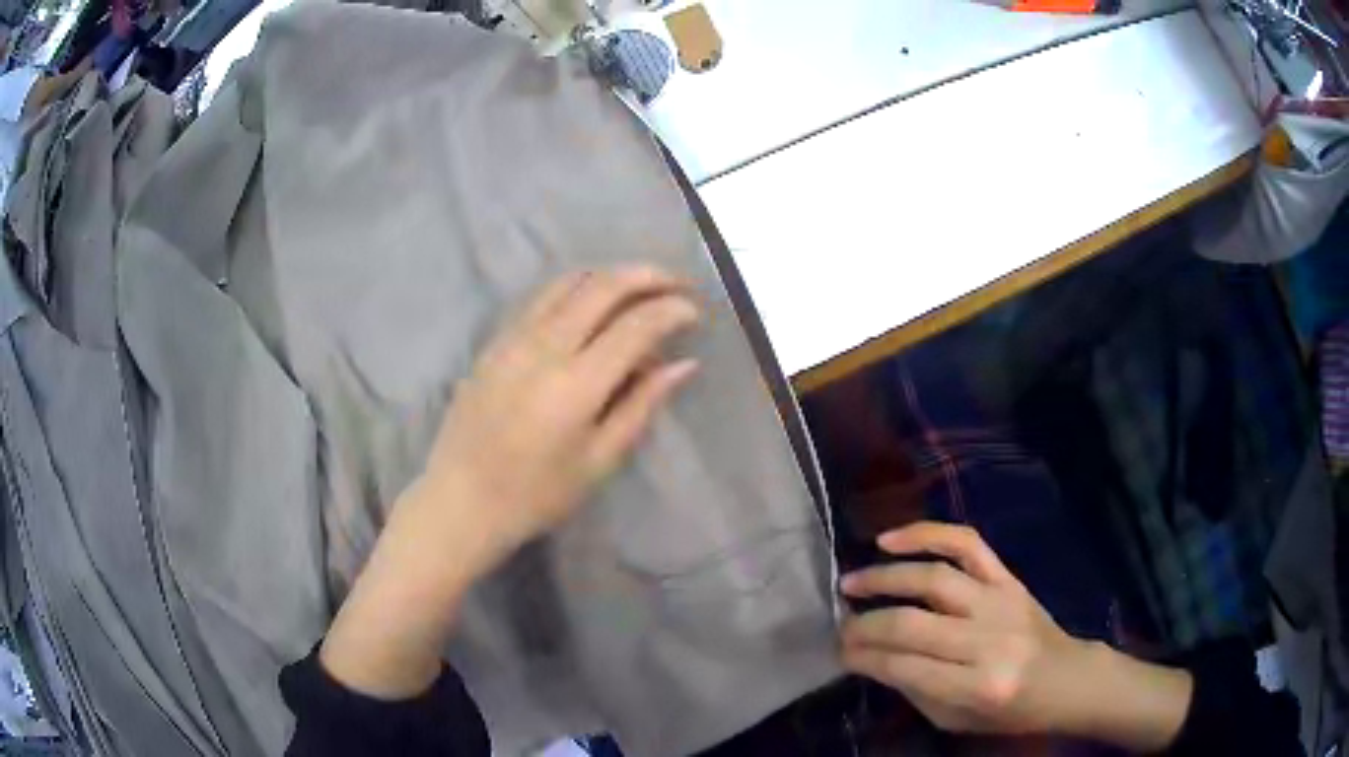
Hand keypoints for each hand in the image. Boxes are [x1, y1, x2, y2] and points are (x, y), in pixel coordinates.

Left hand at [321, 266, 699, 697]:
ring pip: (569, 281)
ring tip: (639, 288)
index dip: (672, 311)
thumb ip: (642, 405)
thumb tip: (685, 364)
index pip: (635, 325)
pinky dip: (576, 288)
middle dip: (647, 276)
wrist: (460, 501)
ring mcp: (513, 338)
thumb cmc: (535, 495)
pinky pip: (541, 297)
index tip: (695, 313)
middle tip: (676, 284)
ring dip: (610, 276)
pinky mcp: (494, 342)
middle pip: (603, 286)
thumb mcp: (598, 461)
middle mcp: (543, 347)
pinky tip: (590, 305)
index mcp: (575, 384)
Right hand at [840, 523, 1190, 750]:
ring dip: (885, 577)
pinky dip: (926, 534)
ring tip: (851, 582)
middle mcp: (988, 640)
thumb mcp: (954, 719)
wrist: (1065, 679)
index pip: (903, 667)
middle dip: (864, 623)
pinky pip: (966, 543)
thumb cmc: (1008, 711)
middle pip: (911, 623)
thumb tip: (868, 657)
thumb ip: (912, 688)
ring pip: (933, 578)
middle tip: (839, 623)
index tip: (837, 650)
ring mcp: (1000, 601)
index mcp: (976, 686)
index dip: (862, 657)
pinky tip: (890, 539)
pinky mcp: (1008, 577)